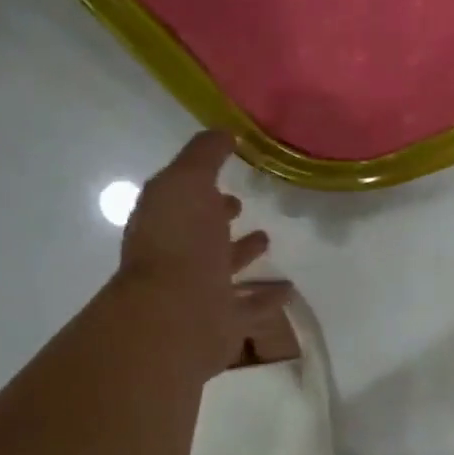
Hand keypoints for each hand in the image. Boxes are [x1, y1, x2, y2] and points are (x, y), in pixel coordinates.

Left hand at [118, 131, 290, 369]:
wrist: (177, 316)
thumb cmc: (180, 243)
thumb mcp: (188, 182)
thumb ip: (204, 156)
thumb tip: (224, 132)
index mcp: (166, 222)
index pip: (183, 199)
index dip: (202, 187)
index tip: (226, 180)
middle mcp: (179, 256)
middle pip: (201, 234)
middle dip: (220, 220)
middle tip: (241, 208)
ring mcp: (200, 291)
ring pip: (225, 270)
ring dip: (244, 256)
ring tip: (268, 241)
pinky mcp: (223, 322)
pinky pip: (250, 307)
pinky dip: (267, 298)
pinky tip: (287, 291)